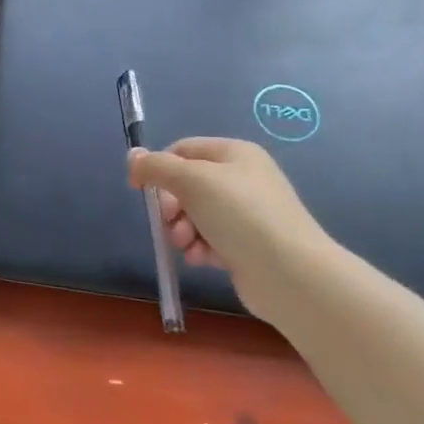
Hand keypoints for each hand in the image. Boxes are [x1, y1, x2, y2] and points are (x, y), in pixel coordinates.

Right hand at [127, 138, 333, 317]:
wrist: (290, 273)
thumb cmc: (240, 215)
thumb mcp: (191, 181)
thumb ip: (156, 167)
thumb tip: (133, 158)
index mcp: (234, 154)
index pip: (182, 150)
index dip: (157, 167)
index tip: (140, 191)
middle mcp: (242, 179)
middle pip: (186, 185)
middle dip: (171, 206)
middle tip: (169, 222)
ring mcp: (247, 213)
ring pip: (195, 215)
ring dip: (181, 230)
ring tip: (186, 246)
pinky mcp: (247, 245)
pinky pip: (210, 239)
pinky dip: (199, 248)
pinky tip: (200, 259)